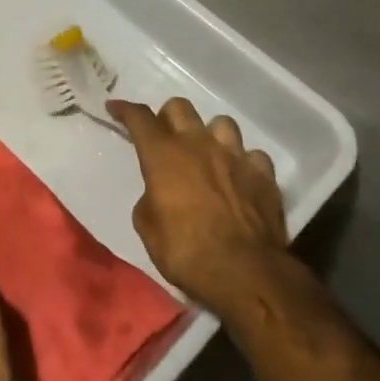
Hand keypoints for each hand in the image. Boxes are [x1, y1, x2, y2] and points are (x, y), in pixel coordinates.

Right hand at [109, 97, 293, 317]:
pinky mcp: (264, 174)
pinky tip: (239, 177)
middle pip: (179, 108)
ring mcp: (235, 156)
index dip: (125, 109)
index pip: (140, 118)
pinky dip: (242, 162)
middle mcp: (199, 145)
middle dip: (167, 118)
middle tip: (164, 138)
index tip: (115, 107)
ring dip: (209, 135)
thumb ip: (150, 198)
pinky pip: (252, 154)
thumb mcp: (148, 228)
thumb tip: (159, 193)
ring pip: (220, 123)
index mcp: (164, 155)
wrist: (245, 272)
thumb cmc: (186, 252)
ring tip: (206, 155)